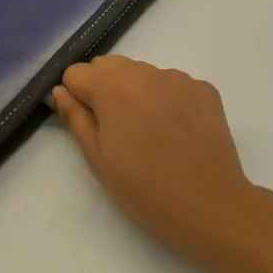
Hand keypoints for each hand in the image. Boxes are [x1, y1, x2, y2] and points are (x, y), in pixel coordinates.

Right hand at [51, 56, 272, 263]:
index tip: (87, 124)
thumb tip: (61, 92)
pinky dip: (166, 100)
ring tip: (148, 134)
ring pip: (142, 74)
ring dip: (136, 93)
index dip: (76, 97)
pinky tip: (175, 132)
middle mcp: (146, 72)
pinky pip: (172, 84)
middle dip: (104, 90)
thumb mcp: (99, 160)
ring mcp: (179, 78)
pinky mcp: (204, 89)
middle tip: (115, 131)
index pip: (77, 73)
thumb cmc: (145, 190)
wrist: (212, 207)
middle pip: (110, 66)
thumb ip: (76, 119)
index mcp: (114, 88)